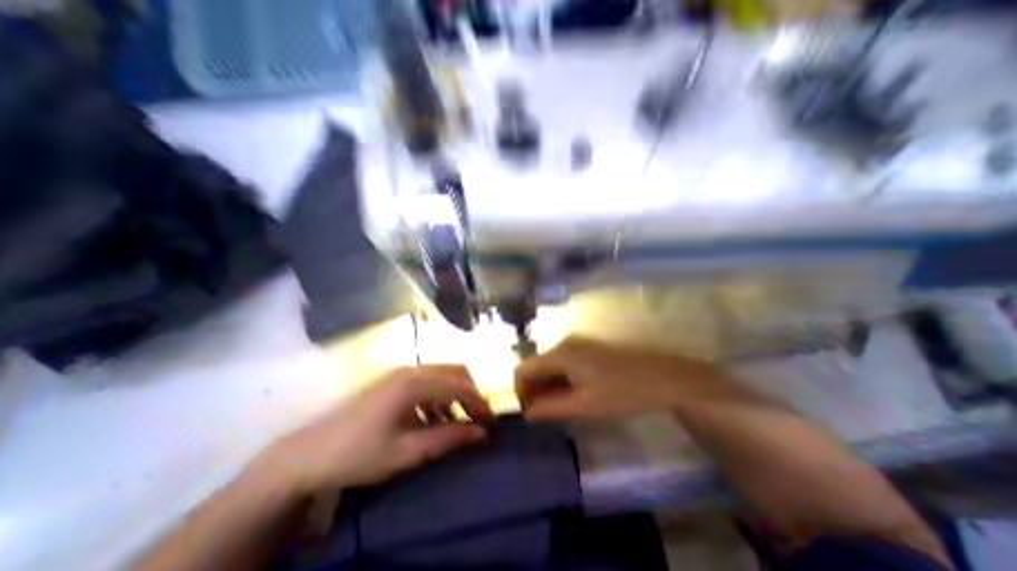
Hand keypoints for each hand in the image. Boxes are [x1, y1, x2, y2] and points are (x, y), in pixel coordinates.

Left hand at [260, 367, 491, 491]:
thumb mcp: (407, 452)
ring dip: (456, 394)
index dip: (479, 403)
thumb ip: (447, 438)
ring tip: (458, 422)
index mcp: (415, 383)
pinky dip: (439, 396)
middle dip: (471, 393)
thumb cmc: (359, 454)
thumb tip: (480, 433)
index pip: (460, 386)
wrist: (308, 454)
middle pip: (455, 372)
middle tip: (478, 419)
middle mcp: (412, 369)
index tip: (491, 423)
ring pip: (442, 374)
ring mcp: (401, 372)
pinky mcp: (394, 379)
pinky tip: (434, 418)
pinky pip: (428, 380)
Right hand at [517, 336, 721, 421]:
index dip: (519, 391)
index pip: (523, 369)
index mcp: (560, 354)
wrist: (663, 378)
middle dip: (532, 390)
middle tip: (539, 414)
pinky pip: (562, 364)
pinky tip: (568, 396)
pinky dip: (558, 380)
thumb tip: (526, 413)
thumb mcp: (583, 405)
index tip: (527, 413)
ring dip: (545, 386)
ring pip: (548, 365)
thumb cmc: (622, 392)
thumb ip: (550, 408)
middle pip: (535, 365)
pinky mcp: (586, 350)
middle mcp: (563, 344)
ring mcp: (576, 345)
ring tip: (554, 409)